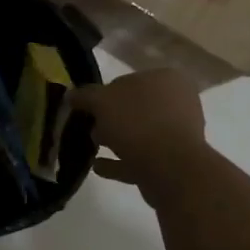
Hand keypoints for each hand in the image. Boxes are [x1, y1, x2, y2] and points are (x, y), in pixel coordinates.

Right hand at [70, 71, 208, 187]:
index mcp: (167, 79)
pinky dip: (121, 162)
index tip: (86, 108)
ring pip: (140, 134)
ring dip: (116, 140)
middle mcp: (178, 103)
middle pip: (136, 108)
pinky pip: (142, 158)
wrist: (170, 169)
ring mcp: (179, 134)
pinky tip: (99, 167)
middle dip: (111, 119)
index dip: (104, 93)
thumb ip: (85, 96)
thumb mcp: (102, 101)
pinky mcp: (174, 162)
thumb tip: (71, 95)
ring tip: (92, 148)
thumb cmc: (138, 123)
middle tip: (90, 129)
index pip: (129, 80)